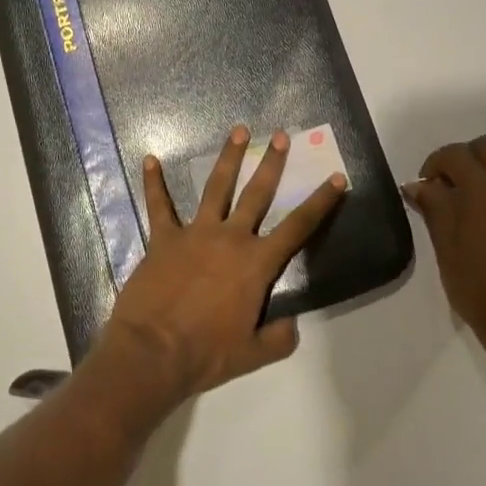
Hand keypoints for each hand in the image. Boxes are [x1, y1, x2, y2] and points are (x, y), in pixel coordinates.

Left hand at [97, 126, 347, 403]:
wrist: (153, 352)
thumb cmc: (207, 354)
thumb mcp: (254, 354)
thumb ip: (278, 338)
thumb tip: (291, 324)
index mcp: (256, 263)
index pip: (297, 227)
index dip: (319, 202)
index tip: (336, 178)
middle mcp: (230, 238)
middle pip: (257, 194)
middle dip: (272, 164)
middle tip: (280, 136)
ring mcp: (195, 233)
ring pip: (215, 187)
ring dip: (228, 158)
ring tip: (239, 131)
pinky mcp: (163, 238)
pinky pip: (159, 205)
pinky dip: (153, 183)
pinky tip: (149, 160)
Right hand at [402, 135, 485, 363]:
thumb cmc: (478, 289)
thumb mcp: (445, 248)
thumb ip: (433, 207)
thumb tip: (419, 184)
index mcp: (485, 191)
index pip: (456, 154)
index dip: (435, 163)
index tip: (427, 186)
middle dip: (466, 159)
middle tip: (452, 188)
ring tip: (477, 217)